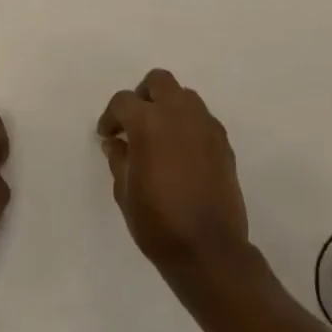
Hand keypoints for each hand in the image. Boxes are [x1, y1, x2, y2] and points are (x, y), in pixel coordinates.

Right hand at [97, 69, 250, 277]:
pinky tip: (181, 152)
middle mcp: (179, 114)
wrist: (208, 249)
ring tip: (159, 136)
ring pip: (184, 96)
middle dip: (143, 95)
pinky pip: (202, 119)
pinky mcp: (223, 142)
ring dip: (168, 107)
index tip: (107, 135)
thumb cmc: (157, 222)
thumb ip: (119, 159)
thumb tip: (116, 143)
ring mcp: (206, 126)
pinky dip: (188, 124)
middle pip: (159, 81)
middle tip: (134, 122)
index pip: (124, 101)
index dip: (111, 117)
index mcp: (149, 123)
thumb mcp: (124, 192)